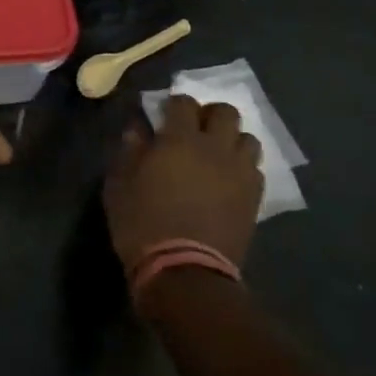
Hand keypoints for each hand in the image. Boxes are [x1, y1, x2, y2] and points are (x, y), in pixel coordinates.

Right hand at [103, 95, 262, 275]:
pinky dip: (242, 167)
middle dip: (210, 115)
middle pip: (226, 112)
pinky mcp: (254, 199)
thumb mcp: (119, 185)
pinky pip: (255, 169)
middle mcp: (215, 148)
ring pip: (248, 139)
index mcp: (180, 139)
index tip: (163, 116)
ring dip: (231, 140)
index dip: (174, 105)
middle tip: (194, 130)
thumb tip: (138, 128)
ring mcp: (240, 173)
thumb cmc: (143, 224)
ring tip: (216, 155)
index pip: (184, 103)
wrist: (185, 272)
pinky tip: (228, 181)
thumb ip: (129, 151)